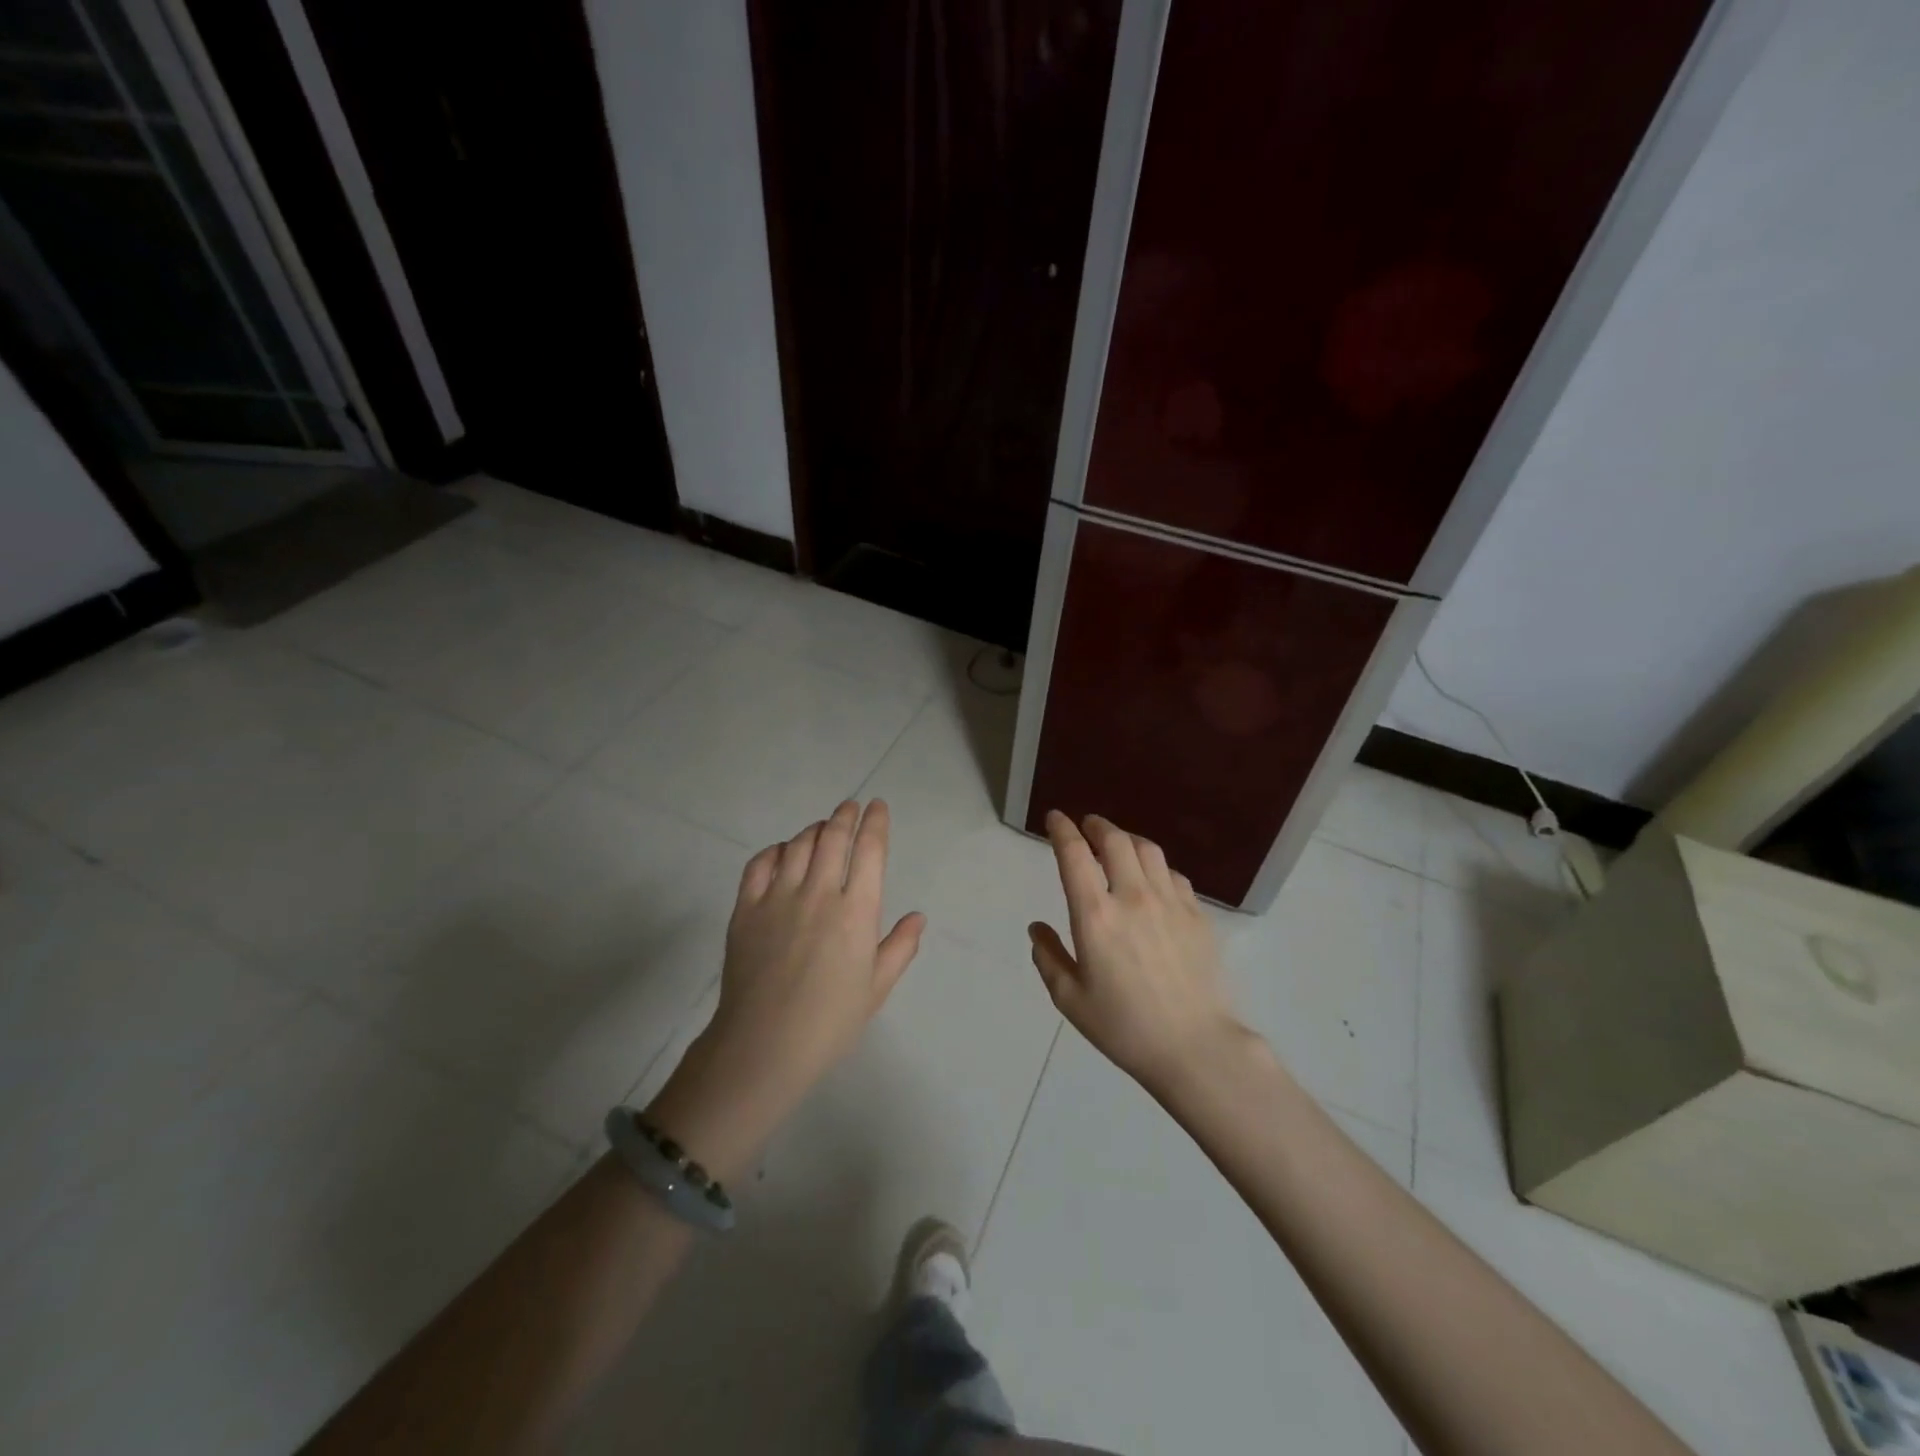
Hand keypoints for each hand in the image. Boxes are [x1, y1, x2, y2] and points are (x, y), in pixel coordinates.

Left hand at [652, 800, 924, 1167]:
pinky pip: (760, 864)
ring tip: (821, 829)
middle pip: (833, 837)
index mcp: (856, 911)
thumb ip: (899, 947)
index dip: (875, 823)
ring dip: (813, 830)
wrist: (764, 1045)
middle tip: (850, 807)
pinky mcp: (746, 909)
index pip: (869, 851)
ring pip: (798, 845)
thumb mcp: (876, 988)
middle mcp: (819, 893)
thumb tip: (917, 917)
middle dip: (845, 816)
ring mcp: (778, 897)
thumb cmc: (829, 1022)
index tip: (878, 807)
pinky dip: (775, 850)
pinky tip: (782, 852)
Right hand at [1029, 811, 1249, 1095]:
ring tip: (1118, 844)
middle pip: (1115, 840)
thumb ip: (1048, 957)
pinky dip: (1156, 866)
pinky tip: (1152, 879)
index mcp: (1095, 915)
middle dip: (1096, 825)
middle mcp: (1132, 897)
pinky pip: (1174, 874)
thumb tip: (1037, 928)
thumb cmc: (1124, 1027)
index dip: (1062, 829)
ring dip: (1127, 839)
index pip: (1074, 854)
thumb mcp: (1070, 999)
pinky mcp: (1196, 915)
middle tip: (1087, 825)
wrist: (1195, 1047)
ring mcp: (1170, 902)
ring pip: (1148, 850)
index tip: (1055, 818)